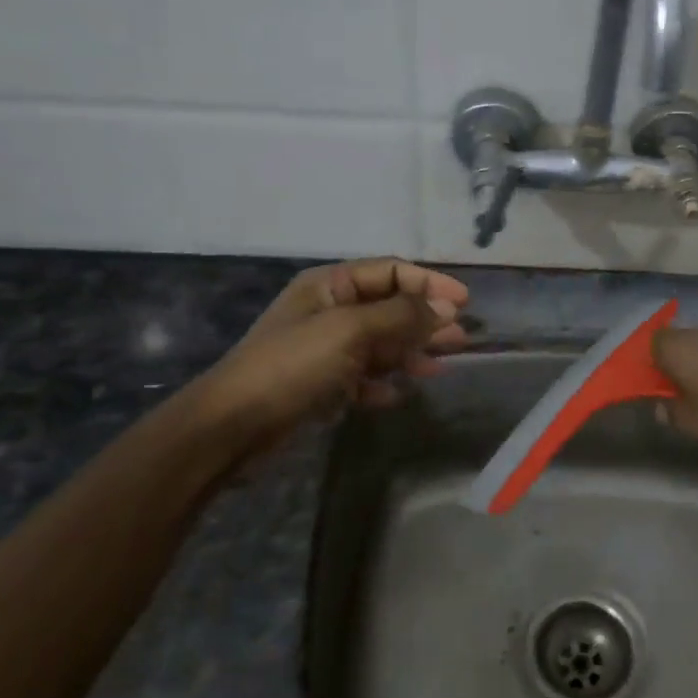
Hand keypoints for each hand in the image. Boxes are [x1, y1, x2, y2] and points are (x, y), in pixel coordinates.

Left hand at [190, 259, 470, 443]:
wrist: (233, 425)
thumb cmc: (293, 366)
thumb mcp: (351, 331)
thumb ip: (401, 316)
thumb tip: (446, 309)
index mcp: (330, 285)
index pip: (390, 272)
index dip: (429, 284)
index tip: (464, 304)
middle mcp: (328, 311)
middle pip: (389, 308)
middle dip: (425, 321)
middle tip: (461, 339)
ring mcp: (323, 349)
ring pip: (379, 344)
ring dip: (410, 352)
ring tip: (440, 367)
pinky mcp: (320, 384)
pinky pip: (362, 377)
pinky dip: (383, 383)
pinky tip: (400, 394)